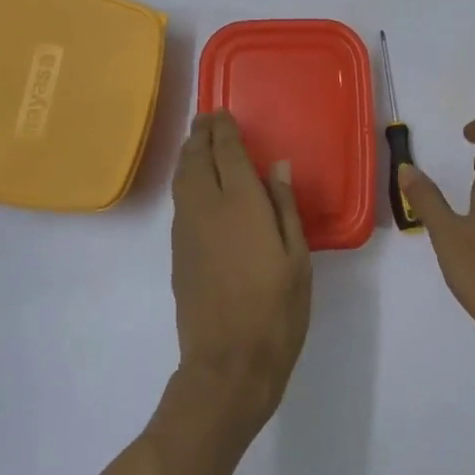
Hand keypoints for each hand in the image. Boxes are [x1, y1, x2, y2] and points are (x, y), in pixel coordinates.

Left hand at [170, 111, 312, 425]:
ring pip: (181, 179)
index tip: (223, 113)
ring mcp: (186, 230)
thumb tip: (277, 166)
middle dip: (200, 135)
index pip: (226, 152)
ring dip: (188, 155)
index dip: (223, 129)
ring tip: (197, 143)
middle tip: (207, 119)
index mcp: (241, 204)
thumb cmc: (276, 309)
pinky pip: (179, 201)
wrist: (229, 361)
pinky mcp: (178, 252)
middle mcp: (206, 207)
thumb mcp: (297, 257)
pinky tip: (196, 187)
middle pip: (196, 159)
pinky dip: (185, 181)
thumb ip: (284, 206)